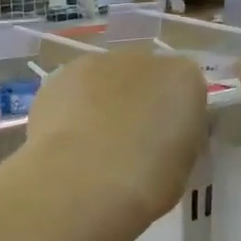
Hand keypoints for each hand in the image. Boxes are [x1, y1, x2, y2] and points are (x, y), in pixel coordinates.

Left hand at [24, 50, 206, 232]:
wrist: (82, 181)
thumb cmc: (146, 182)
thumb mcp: (183, 166)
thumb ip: (176, 139)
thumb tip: (159, 139)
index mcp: (183, 78)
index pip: (185, 90)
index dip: (174, 119)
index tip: (165, 147)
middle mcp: (140, 59)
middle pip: (143, 78)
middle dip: (136, 103)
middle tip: (127, 145)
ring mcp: (93, 64)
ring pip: (102, 81)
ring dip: (100, 103)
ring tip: (90, 147)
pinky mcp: (55, 79)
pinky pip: (70, 93)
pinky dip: (69, 111)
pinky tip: (64, 143)